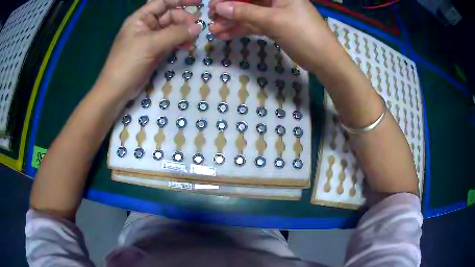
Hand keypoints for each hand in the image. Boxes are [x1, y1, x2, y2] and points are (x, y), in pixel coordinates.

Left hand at [98, 0, 203, 100]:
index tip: (199, 3)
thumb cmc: (128, 63)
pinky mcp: (154, 51)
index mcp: (141, 18)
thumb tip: (198, 27)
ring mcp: (151, 39)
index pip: (163, 2)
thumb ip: (175, 34)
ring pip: (172, 29)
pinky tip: (187, 47)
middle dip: (185, 20)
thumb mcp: (151, 45)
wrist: (116, 90)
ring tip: (193, 40)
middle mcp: (146, 26)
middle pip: (170, 15)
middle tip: (197, 28)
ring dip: (184, 33)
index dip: (181, 0)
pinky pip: (171, 42)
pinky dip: (180, 43)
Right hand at [208, 0, 339, 70]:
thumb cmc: (303, 33)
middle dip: (229, 10)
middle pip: (248, 1)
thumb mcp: (273, 21)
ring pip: (250, 14)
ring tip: (215, 31)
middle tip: (211, 19)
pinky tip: (227, 35)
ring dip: (232, 22)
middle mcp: (277, 0)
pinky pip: (255, 25)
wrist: (324, 59)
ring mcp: (276, 13)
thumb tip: (220, 7)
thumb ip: (245, 12)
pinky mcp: (276, 26)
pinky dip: (242, 30)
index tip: (214, 5)